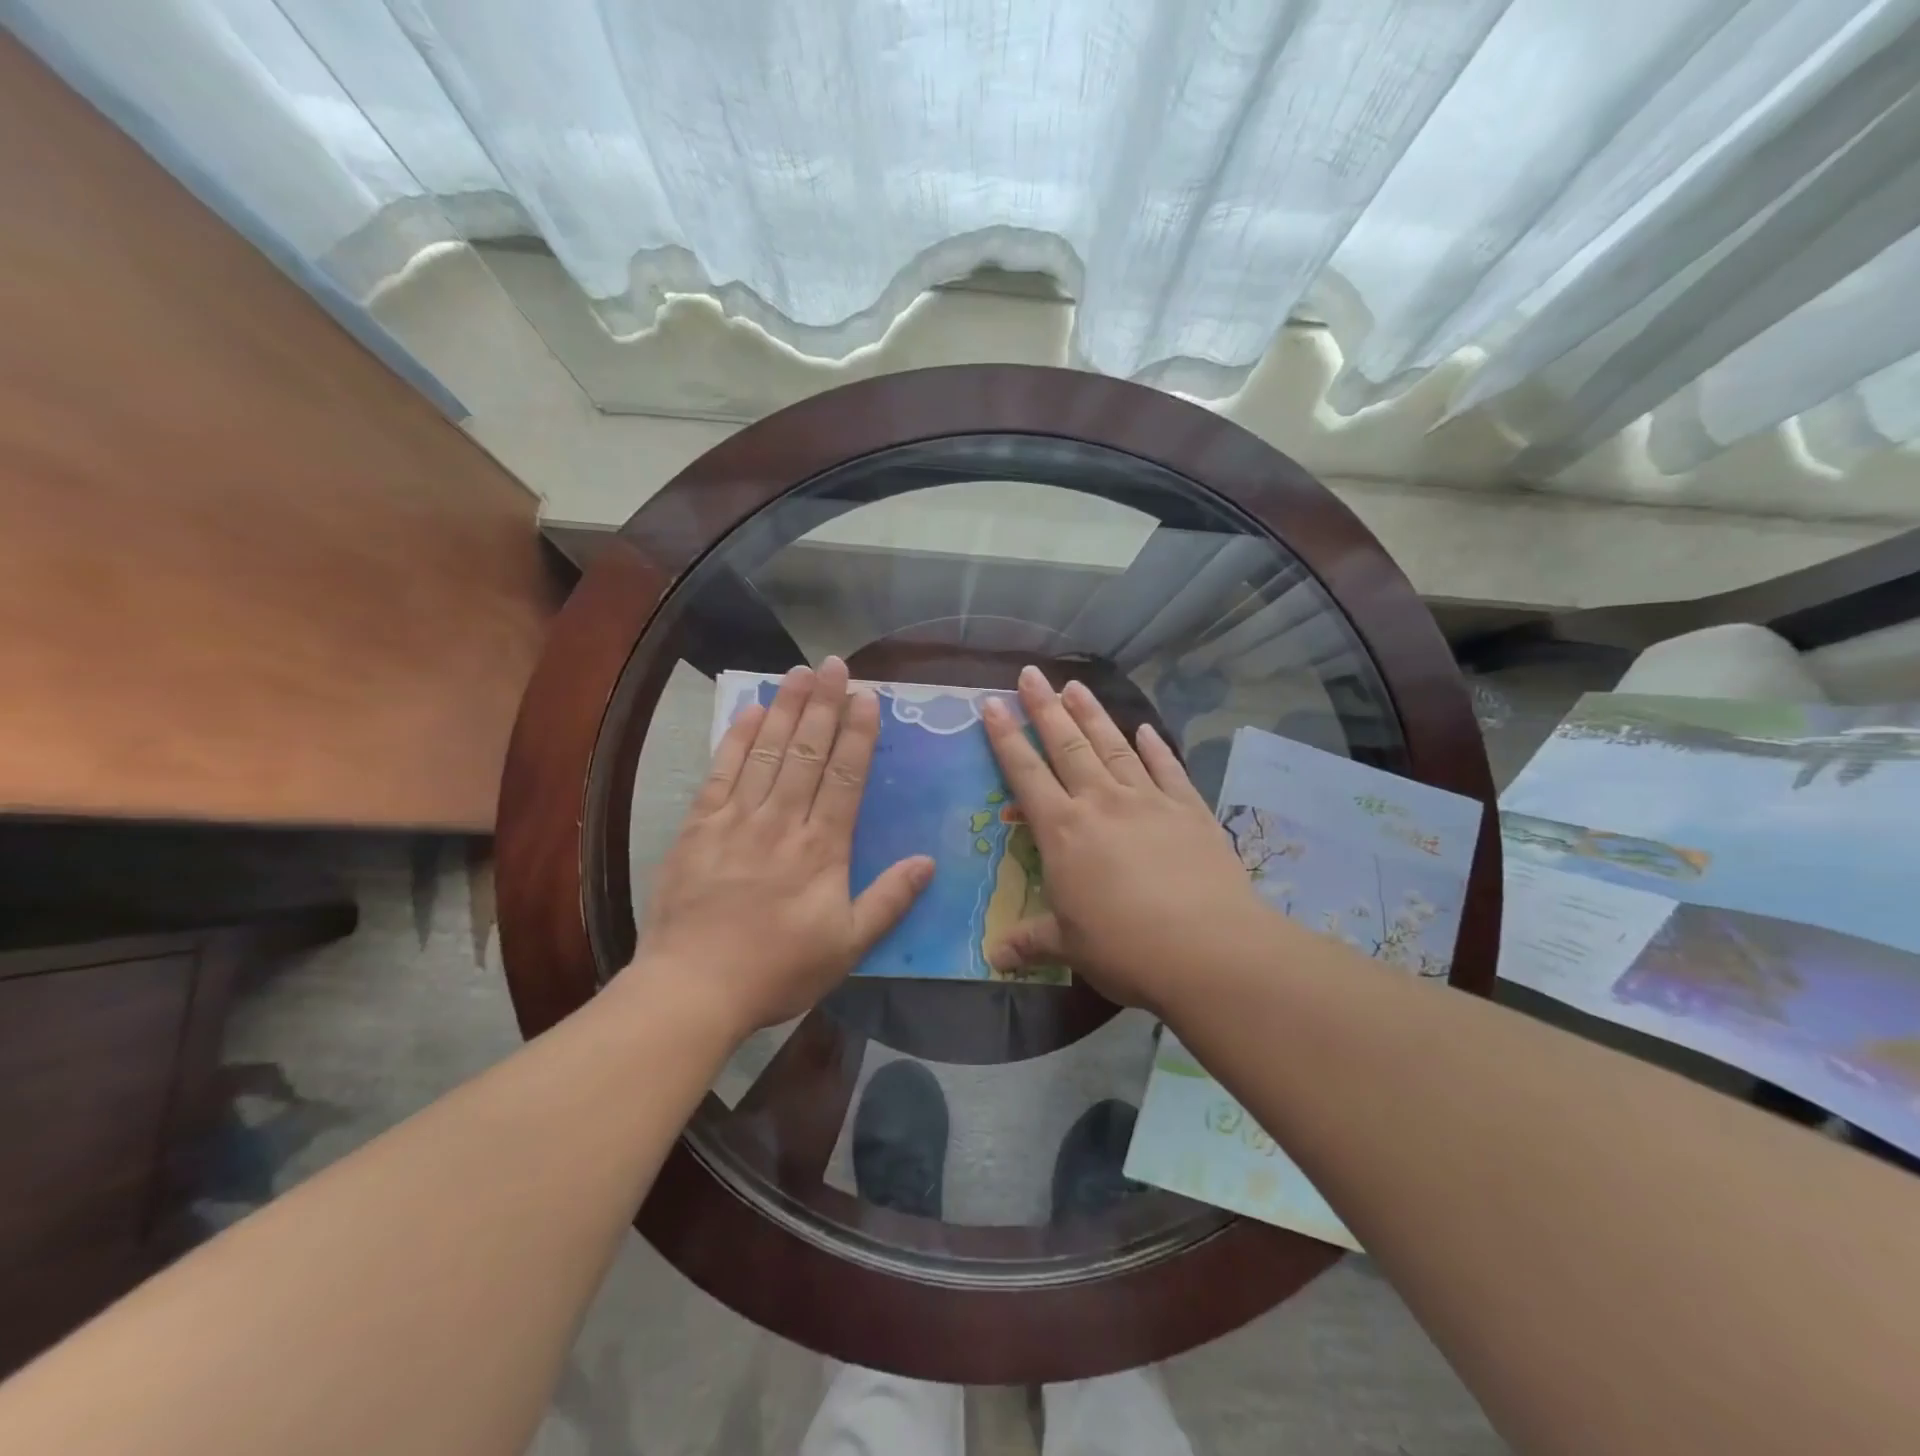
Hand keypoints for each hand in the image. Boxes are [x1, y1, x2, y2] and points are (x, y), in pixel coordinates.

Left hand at [626, 658, 932, 1039]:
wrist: (693, 988)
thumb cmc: (777, 970)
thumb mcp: (847, 946)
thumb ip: (889, 901)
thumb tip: (928, 862)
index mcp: (821, 849)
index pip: (845, 777)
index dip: (858, 733)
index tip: (867, 696)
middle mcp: (782, 822)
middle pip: (807, 752)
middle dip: (824, 705)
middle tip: (835, 664)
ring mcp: (737, 819)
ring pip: (767, 751)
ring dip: (786, 708)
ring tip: (800, 672)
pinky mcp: (699, 826)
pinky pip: (721, 772)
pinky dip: (736, 738)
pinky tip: (750, 710)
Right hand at [981, 666, 1268, 1014]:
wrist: (1209, 950)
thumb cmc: (1125, 948)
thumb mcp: (1069, 946)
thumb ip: (1031, 941)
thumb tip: (994, 957)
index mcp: (1063, 831)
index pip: (1025, 773)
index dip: (1005, 738)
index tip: (991, 703)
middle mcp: (1101, 803)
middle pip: (1067, 745)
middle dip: (1045, 707)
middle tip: (1031, 673)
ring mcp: (1148, 801)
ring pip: (1113, 746)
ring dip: (1092, 714)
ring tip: (1075, 685)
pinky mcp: (1189, 810)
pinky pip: (1167, 768)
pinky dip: (1154, 747)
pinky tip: (1145, 729)